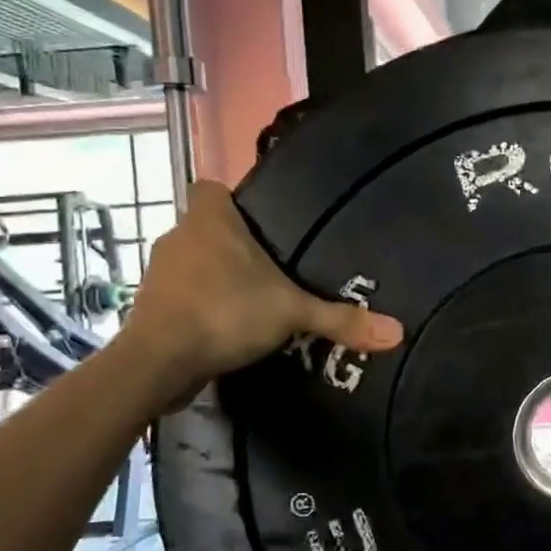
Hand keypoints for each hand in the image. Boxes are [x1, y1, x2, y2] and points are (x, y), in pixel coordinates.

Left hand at [117, 181, 403, 407]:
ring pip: (193, 263)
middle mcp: (179, 236)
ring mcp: (160, 272)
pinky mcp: (151, 307)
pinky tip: (228, 328)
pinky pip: (182, 295)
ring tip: (254, 301)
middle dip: (234, 245)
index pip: (210, 188)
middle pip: (206, 228)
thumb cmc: (225, 312)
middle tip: (272, 268)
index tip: (259, 223)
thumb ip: (341, 319)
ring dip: (216, 278)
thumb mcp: (293, 312)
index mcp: (209, 219)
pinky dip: (201, 307)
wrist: (158, 362)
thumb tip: (398, 333)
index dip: (232, 199)